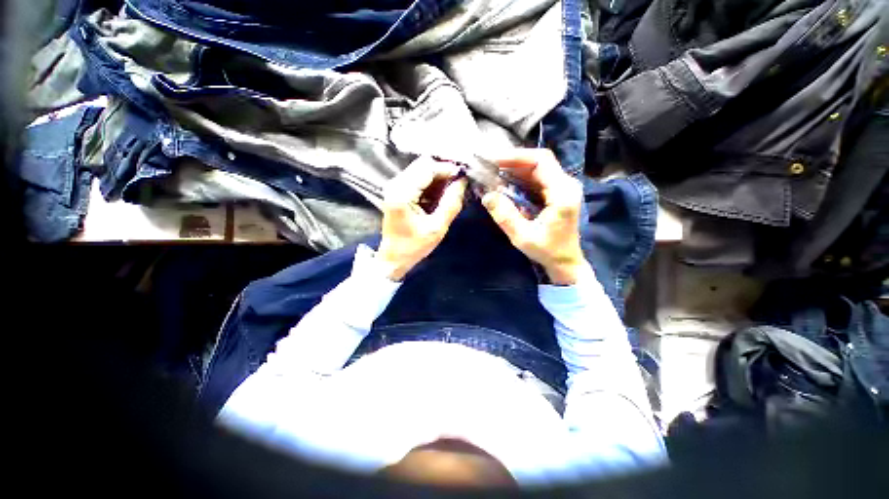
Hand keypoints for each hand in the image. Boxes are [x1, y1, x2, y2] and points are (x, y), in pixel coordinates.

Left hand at [377, 157, 467, 280]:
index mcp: (402, 194)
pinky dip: (431, 182)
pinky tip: (441, 193)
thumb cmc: (414, 246)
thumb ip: (450, 204)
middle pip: (423, 164)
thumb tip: (461, 183)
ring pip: (421, 169)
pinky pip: (418, 177)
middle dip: (443, 170)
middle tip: (459, 182)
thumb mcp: (437, 228)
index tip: (463, 176)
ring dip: (438, 176)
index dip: (447, 168)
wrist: (394, 257)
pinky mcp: (398, 191)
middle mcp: (395, 185)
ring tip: (453, 187)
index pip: (427, 168)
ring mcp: (395, 186)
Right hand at [481, 149, 587, 284]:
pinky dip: (520, 178)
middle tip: (490, 165)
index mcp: (562, 192)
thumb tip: (487, 196)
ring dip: (515, 169)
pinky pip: (537, 178)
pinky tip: (505, 182)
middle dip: (513, 161)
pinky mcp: (557, 193)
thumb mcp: (522, 236)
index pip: (541, 161)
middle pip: (539, 161)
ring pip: (538, 168)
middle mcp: (566, 185)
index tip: (494, 160)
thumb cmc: (547, 251)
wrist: (565, 261)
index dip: (516, 157)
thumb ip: (505, 216)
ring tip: (494, 172)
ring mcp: (563, 188)